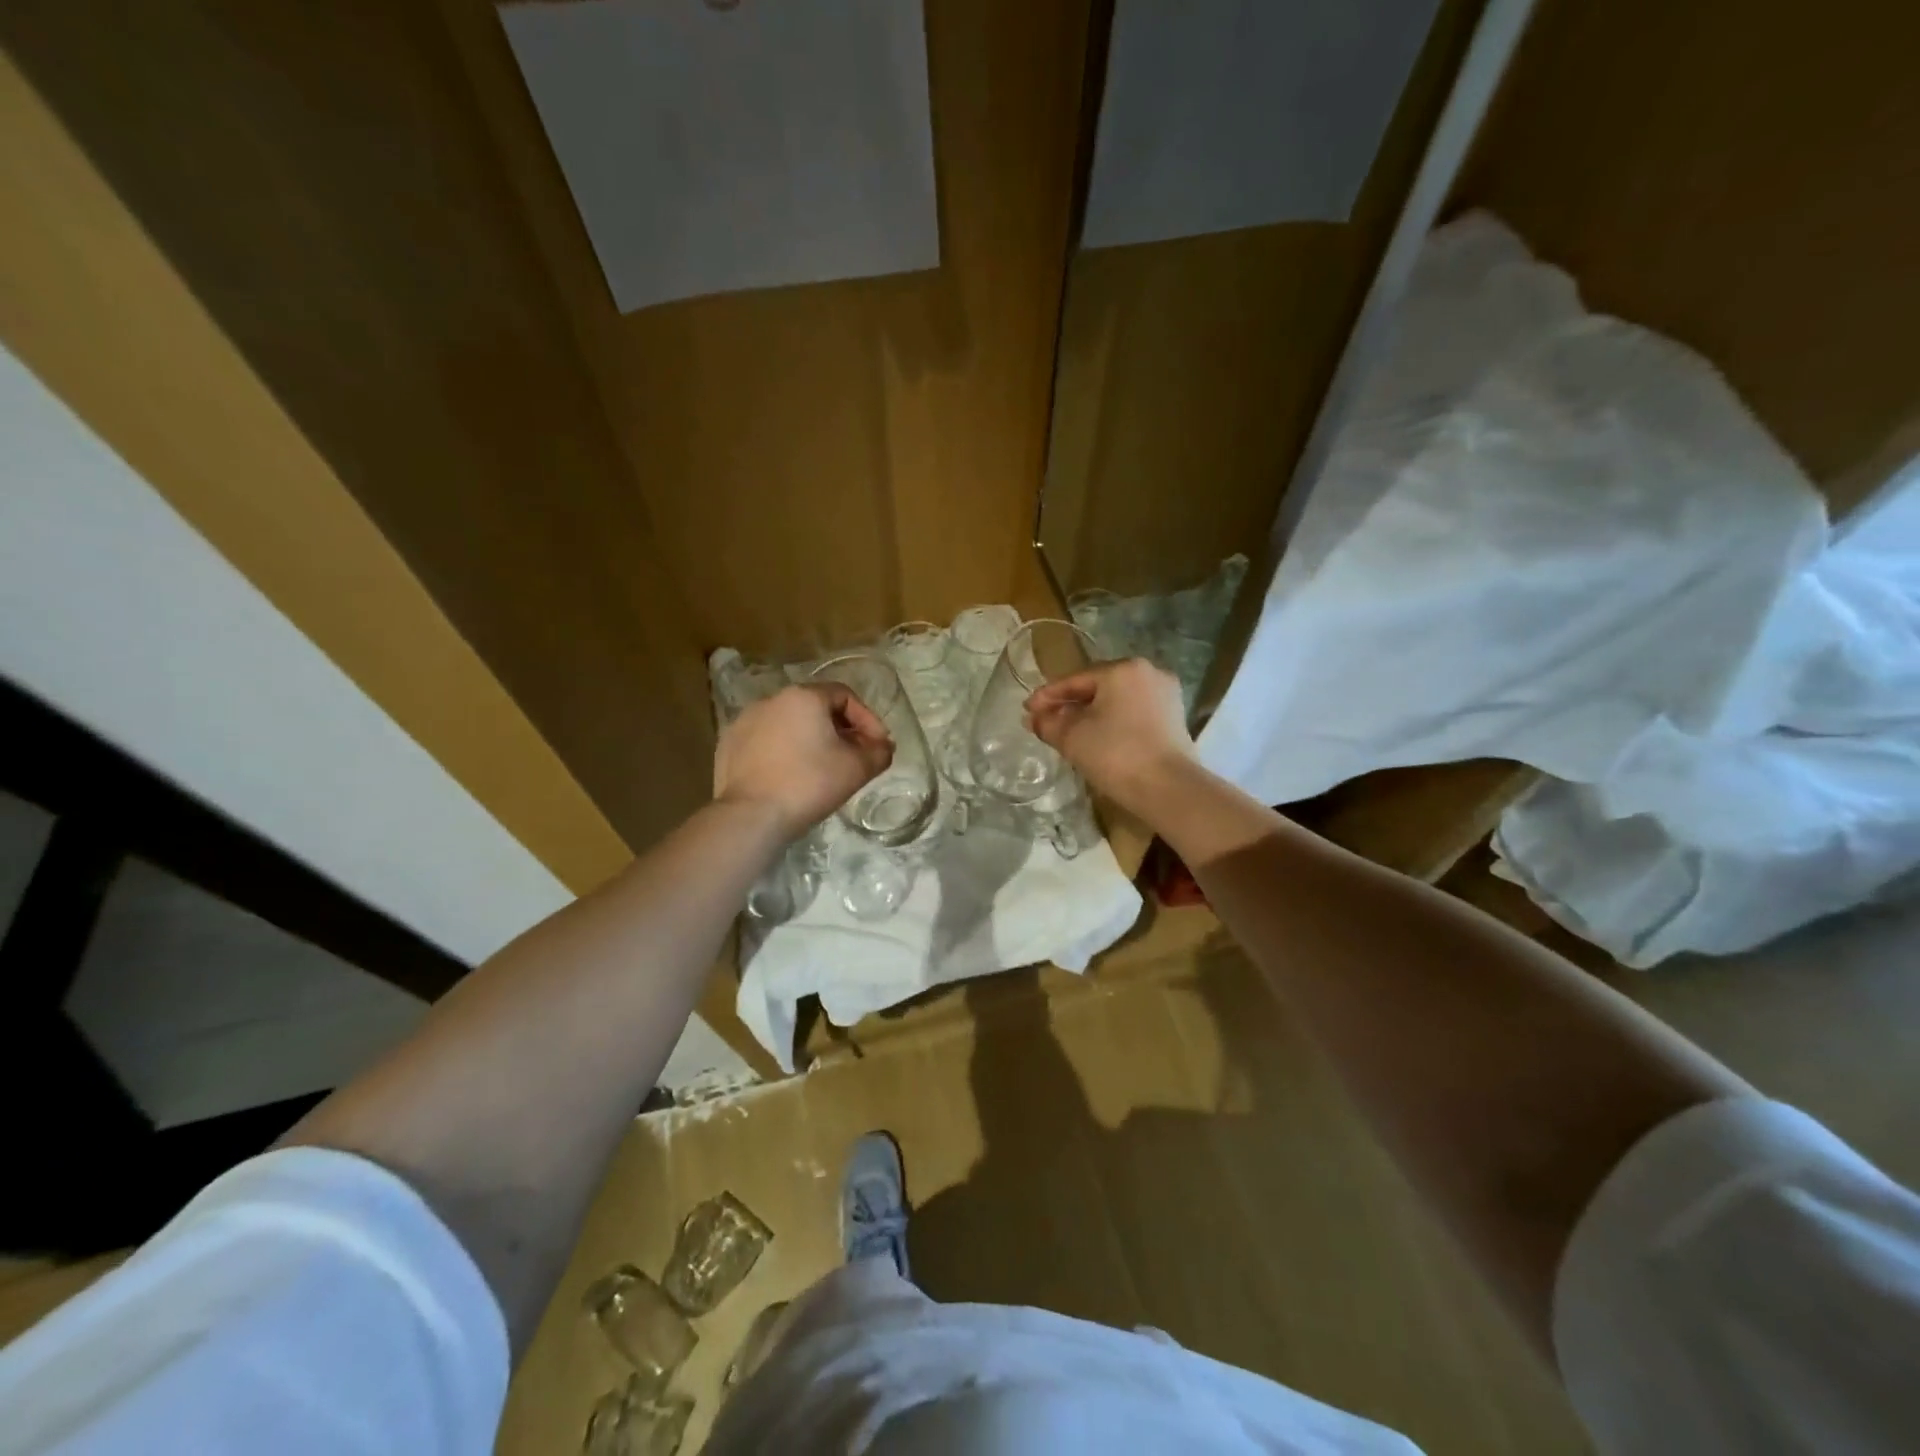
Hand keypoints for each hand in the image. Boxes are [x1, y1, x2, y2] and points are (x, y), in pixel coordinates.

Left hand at [714, 684, 892, 839]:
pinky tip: (789, 776)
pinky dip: (783, 752)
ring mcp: (744, 721)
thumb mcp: (857, 769)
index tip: (877, 745)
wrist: (751, 816)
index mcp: (804, 697)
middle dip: (839, 730)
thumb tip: (883, 747)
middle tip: (853, 756)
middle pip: (815, 708)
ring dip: (810, 740)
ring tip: (821, 768)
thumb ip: (878, 752)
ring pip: (788, 724)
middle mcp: (772, 700)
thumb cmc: (809, 784)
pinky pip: (765, 741)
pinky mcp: (728, 745)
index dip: (867, 719)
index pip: (845, 695)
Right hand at [1024, 657, 1195, 810]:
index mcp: (1123, 669)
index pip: (1075, 679)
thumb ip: (1049, 723)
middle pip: (1098, 687)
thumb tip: (1035, 718)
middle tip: (1046, 721)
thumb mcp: (1072, 737)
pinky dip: (1113, 723)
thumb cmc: (1116, 753)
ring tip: (1069, 732)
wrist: (1168, 788)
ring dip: (1092, 714)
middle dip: (1070, 705)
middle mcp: (1148, 673)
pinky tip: (1098, 738)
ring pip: (1117, 701)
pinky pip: (1134, 714)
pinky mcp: (1174, 718)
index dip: (1047, 696)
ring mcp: (1166, 695)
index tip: (1027, 710)